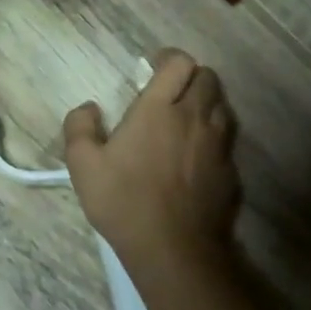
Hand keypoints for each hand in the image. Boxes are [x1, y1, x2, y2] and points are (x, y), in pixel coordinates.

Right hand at [63, 48, 240, 276]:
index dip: (168, 59)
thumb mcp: (82, 165)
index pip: (179, 63)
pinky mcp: (230, 172)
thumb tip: (88, 108)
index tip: (153, 68)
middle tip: (170, 93)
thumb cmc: (124, 201)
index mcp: (159, 108)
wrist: (174, 250)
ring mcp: (218, 145)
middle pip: (208, 78)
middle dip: (190, 78)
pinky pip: (226, 142)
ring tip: (185, 120)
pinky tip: (196, 158)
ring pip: (222, 106)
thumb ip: (79, 127)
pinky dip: (214, 139)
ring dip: (206, 104)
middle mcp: (194, 118)